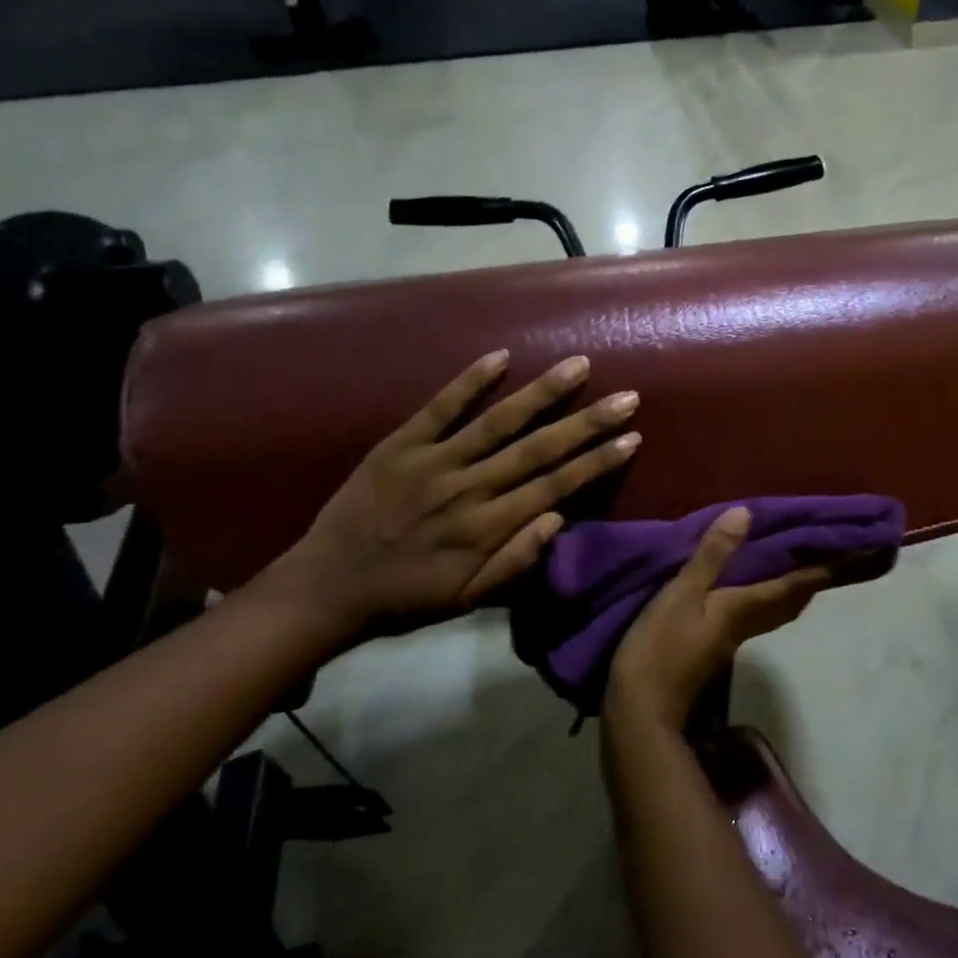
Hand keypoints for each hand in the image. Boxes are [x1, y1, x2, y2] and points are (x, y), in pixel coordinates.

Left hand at [259, 350, 640, 641]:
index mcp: (487, 528)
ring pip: (498, 421)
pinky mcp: (400, 444)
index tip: (632, 438)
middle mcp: (469, 489)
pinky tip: (501, 357)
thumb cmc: (405, 597)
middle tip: (627, 397)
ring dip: (542, 393)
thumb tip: (559, 518)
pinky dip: (469, 381)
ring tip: (578, 366)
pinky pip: (440, 407)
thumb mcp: (466, 600)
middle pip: (538, 449)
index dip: (597, 461)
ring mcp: (433, 462)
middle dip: (587, 422)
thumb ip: (514, 562)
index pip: (555, 486)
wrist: (326, 586)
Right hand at [604, 507, 831, 733]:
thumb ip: (712, 556)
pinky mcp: (714, 645)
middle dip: (815, 577)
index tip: (856, 549)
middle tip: (831, 554)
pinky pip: (754, 612)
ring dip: (793, 587)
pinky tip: (748, 586)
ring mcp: (731, 637)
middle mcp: (747, 622)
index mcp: (745, 608)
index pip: (796, 584)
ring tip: (797, 563)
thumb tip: (746, 515)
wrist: (641, 708)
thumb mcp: (682, 594)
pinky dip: (765, 594)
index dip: (826, 567)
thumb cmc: (661, 647)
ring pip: (775, 608)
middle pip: (793, 600)